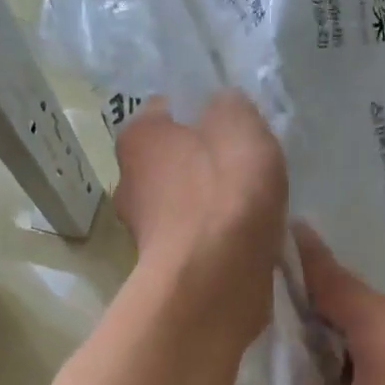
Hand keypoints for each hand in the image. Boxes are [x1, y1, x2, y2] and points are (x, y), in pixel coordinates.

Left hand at [113, 92, 286, 349]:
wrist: (215, 279)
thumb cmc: (225, 192)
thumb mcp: (239, 124)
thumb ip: (230, 105)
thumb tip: (222, 107)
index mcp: (138, 137)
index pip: (168, 110)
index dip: (204, 113)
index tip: (236, 128)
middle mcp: (129, 181)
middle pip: (176, 160)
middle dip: (208, 162)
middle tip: (249, 169)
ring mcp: (144, 230)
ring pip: (187, 203)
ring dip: (215, 206)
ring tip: (255, 211)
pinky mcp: (165, 268)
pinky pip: (198, 240)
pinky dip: (219, 239)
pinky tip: (248, 243)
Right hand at [294, 224, 384, 384]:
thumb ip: (310, 374)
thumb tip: (315, 355)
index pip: (345, 287)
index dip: (311, 262)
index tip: (288, 232)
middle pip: (370, 314)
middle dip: (327, 307)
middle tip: (281, 298)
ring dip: (347, 344)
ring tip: (303, 345)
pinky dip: (369, 372)